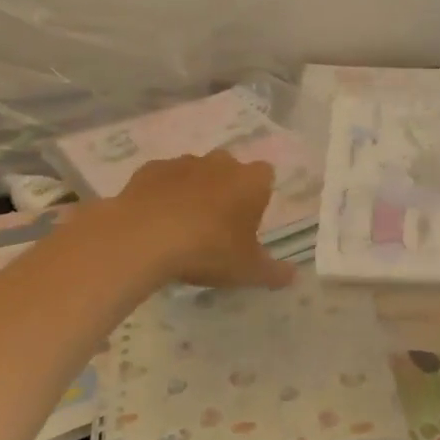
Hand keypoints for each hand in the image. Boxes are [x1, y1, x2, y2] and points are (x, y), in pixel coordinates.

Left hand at [111, 151, 298, 289]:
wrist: (145, 238)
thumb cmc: (209, 249)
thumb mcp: (247, 270)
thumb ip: (273, 272)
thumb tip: (294, 276)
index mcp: (251, 181)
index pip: (266, 176)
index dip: (258, 197)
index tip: (248, 222)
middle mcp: (221, 163)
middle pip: (230, 170)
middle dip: (226, 190)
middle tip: (216, 226)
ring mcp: (183, 163)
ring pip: (195, 172)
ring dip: (193, 191)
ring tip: (182, 226)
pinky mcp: (150, 169)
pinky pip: (163, 179)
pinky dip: (162, 193)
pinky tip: (155, 220)